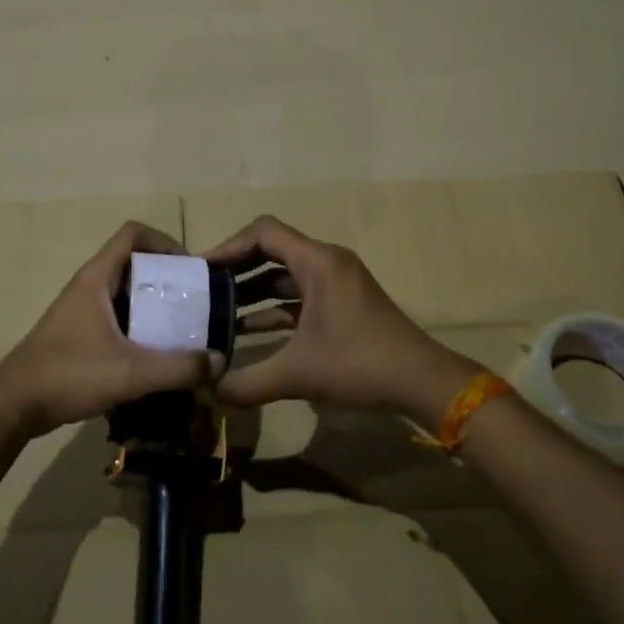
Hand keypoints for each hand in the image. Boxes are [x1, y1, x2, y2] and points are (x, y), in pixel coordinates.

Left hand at [0, 222, 214, 438]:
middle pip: (134, 263)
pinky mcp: (79, 334)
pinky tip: (156, 354)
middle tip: (194, 303)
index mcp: (97, 278)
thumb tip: (219, 361)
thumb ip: (178, 368)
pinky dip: (139, 327)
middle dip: (167, 278)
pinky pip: (117, 317)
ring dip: (154, 305)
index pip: (133, 233)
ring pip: (126, 293)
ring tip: (183, 329)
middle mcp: (89, 286)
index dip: (164, 241)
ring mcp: (82, 310)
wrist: (13, 406)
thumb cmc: (69, 375)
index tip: (189, 268)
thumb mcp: (130, 373)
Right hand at [208, 216, 481, 427]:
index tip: (201, 270)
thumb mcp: (298, 374)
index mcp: (317, 262)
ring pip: (285, 275)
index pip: (263, 232)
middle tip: (202, 291)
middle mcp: (327, 263)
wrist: (422, 382)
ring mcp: (338, 283)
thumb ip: (247, 382)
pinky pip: (299, 294)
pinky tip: (249, 332)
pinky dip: (274, 307)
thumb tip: (207, 391)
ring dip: (253, 291)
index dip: (228, 246)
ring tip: (217, 312)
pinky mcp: (343, 303)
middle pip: (271, 250)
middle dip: (236, 269)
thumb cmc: (360, 364)